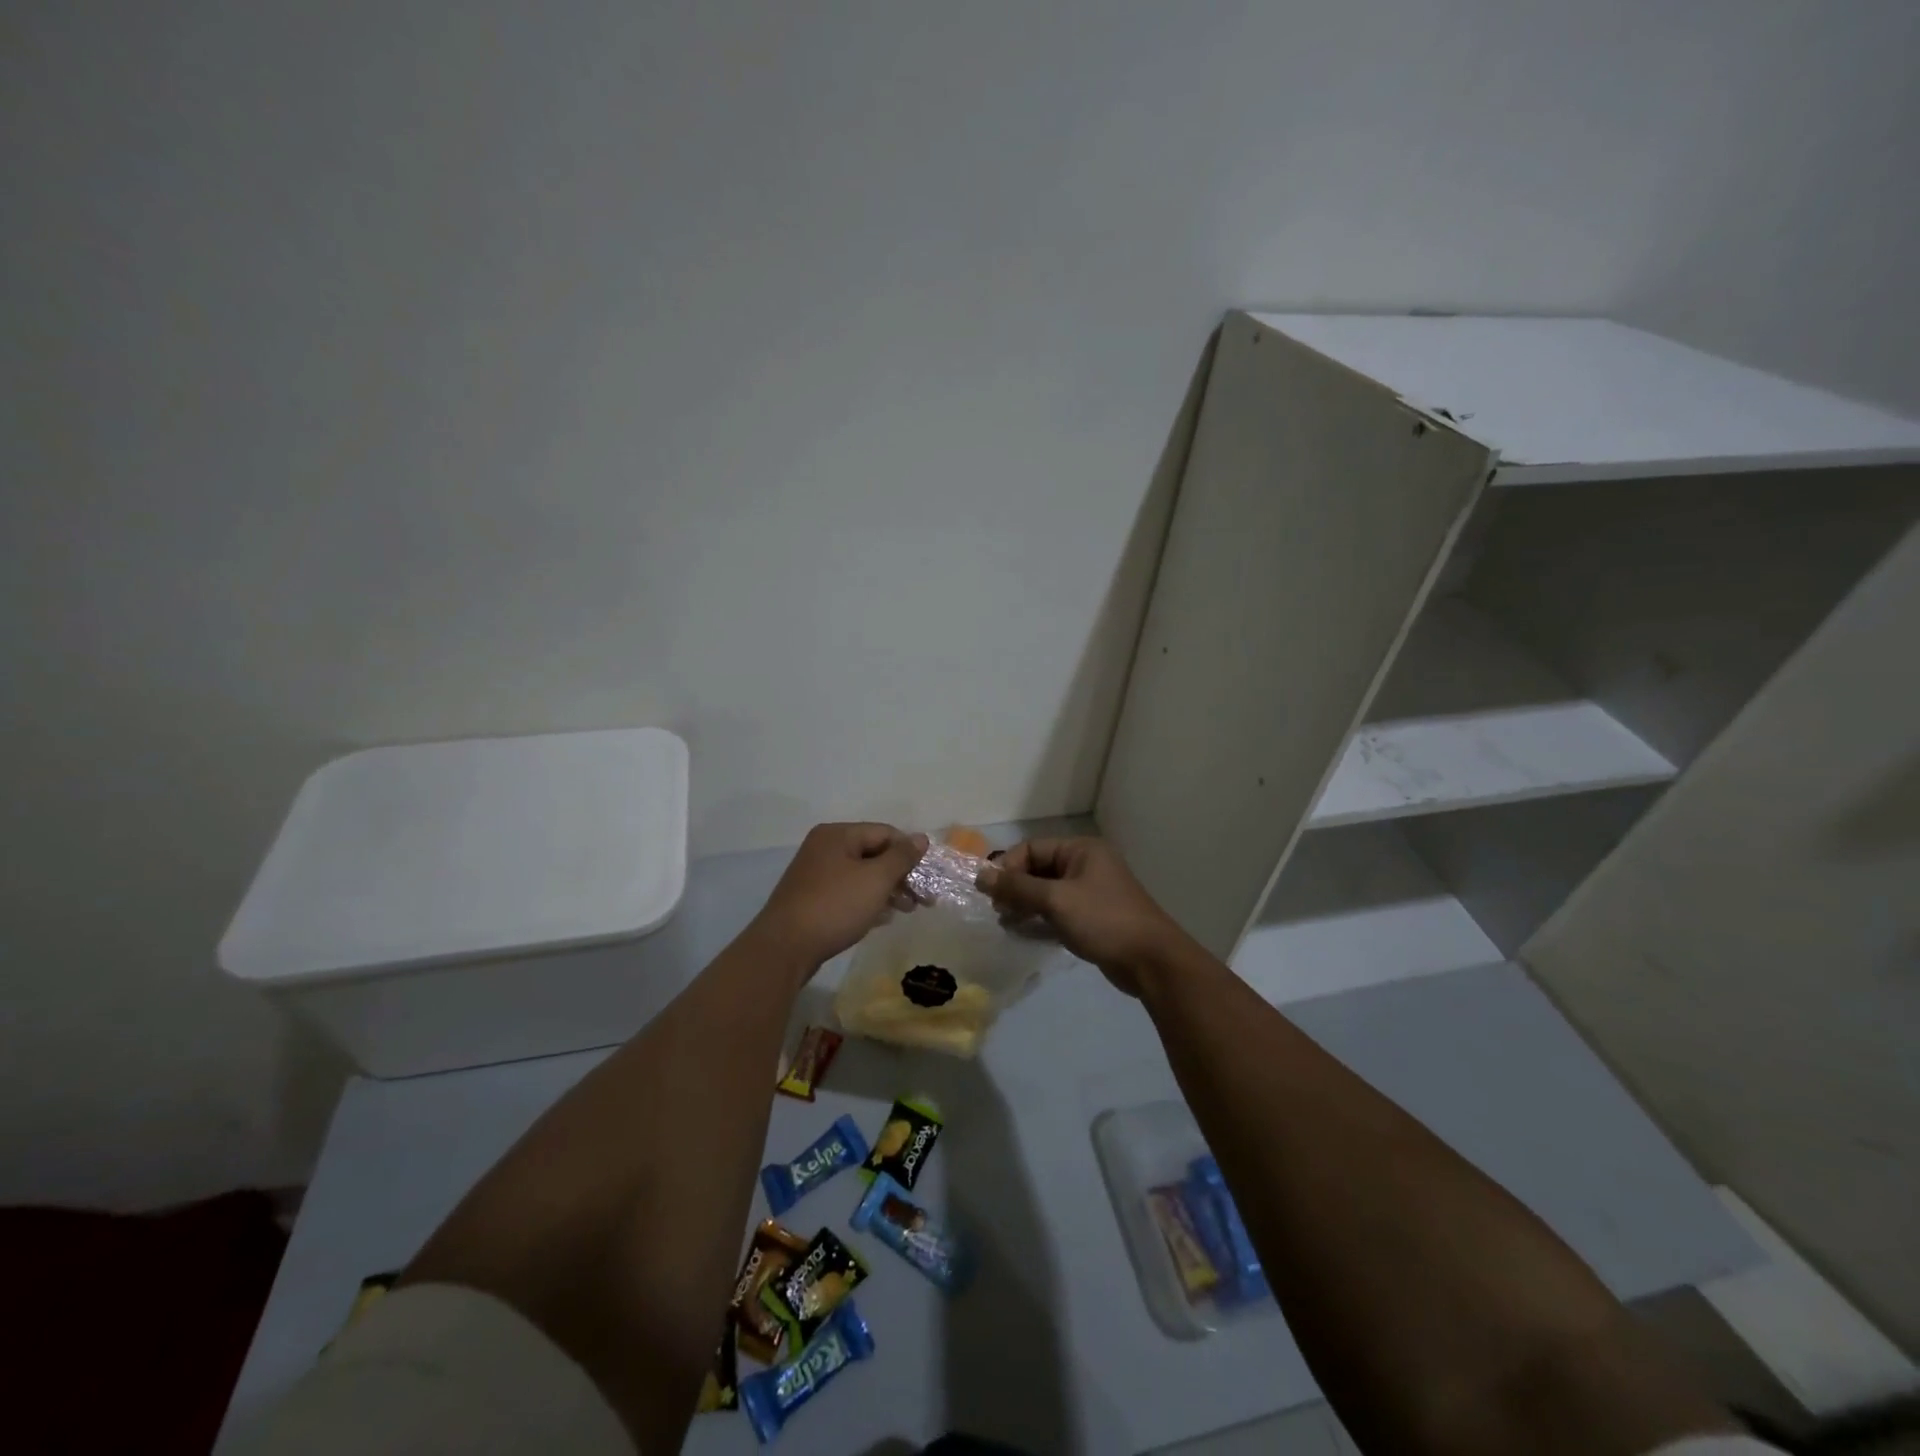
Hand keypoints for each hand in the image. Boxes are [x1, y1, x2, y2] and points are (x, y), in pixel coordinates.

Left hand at [753, 822, 927, 970]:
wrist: (785, 948)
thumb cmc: (835, 906)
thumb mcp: (875, 879)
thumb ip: (901, 857)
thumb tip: (921, 838)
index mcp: (837, 835)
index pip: (885, 833)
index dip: (910, 852)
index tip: (929, 878)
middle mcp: (824, 848)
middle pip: (873, 854)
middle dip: (901, 875)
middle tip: (923, 900)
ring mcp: (815, 875)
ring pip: (862, 875)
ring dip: (887, 890)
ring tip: (907, 911)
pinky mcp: (812, 900)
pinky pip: (848, 893)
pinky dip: (868, 901)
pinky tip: (883, 918)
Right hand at [977, 837, 1190, 995]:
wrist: (1151, 962)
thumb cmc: (1103, 920)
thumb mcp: (1056, 900)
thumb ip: (1017, 887)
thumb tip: (980, 876)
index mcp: (1081, 850)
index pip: (1032, 848)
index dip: (1008, 867)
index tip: (989, 892)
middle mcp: (1086, 865)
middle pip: (1038, 869)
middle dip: (1015, 888)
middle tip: (997, 910)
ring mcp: (1090, 893)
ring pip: (1046, 893)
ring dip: (1024, 905)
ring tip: (1006, 923)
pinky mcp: (1092, 918)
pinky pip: (1057, 912)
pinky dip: (1039, 920)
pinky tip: (1022, 934)